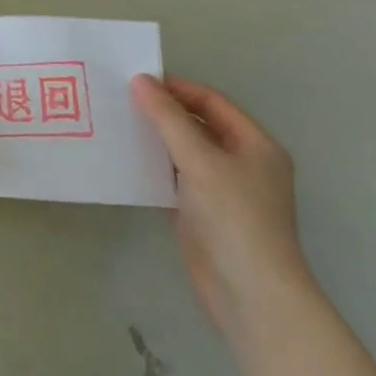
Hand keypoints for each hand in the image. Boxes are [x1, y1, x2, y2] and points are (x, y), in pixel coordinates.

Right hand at [131, 74, 308, 334]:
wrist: (250, 295)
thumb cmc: (233, 217)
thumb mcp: (199, 159)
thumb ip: (168, 118)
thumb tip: (141, 80)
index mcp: (255, 145)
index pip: (213, 102)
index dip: (178, 89)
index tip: (138, 83)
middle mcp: (243, 164)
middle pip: (199, 126)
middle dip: (164, 113)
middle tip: (123, 101)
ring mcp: (224, 192)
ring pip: (186, 153)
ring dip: (157, 141)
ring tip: (119, 126)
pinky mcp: (204, 215)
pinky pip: (176, 180)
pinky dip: (155, 169)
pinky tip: (127, 162)